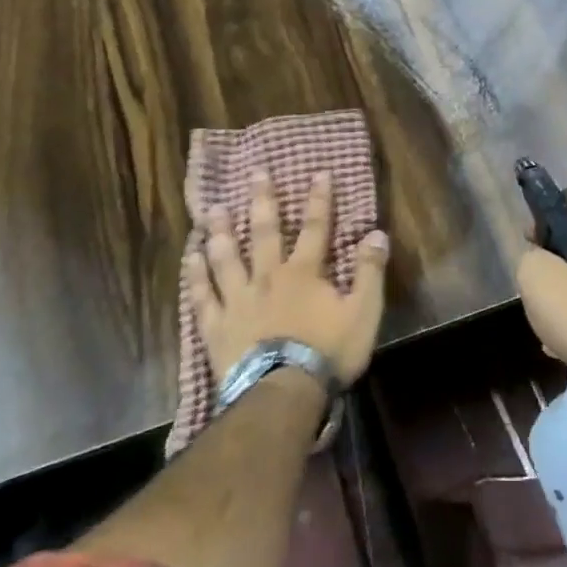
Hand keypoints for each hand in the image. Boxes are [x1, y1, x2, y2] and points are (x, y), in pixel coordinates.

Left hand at [191, 170, 388, 388]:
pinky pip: (202, 295)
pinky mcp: (216, 326)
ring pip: (227, 258)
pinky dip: (194, 275)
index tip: (319, 173)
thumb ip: (369, 272)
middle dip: (263, 201)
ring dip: (221, 231)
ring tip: (212, 209)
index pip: (316, 228)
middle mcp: (268, 277)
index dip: (319, 199)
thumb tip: (376, 234)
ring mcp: (238, 300)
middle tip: (256, 174)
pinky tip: (189, 258)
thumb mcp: (363, 312)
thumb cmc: (327, 352)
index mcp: (304, 273)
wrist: (282, 393)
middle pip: (265, 232)